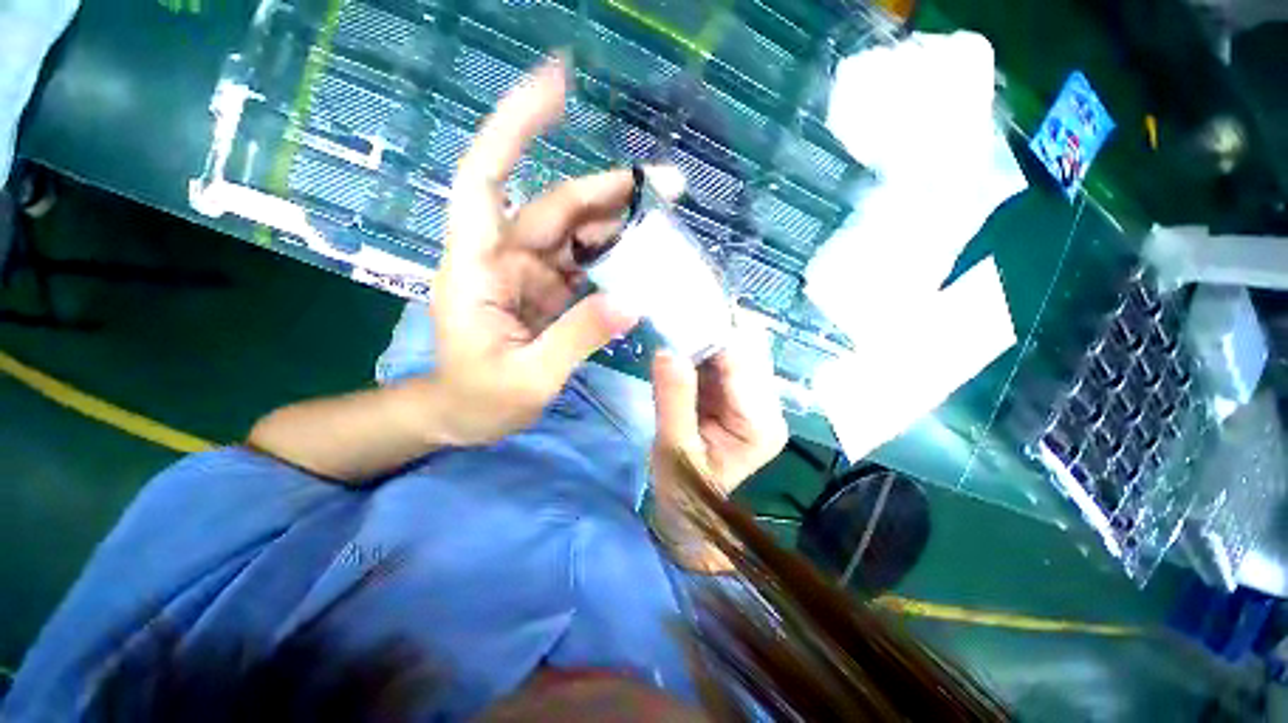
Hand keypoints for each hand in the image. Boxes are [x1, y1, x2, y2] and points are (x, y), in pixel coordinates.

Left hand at [429, 56, 681, 444]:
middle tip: (665, 186)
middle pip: (555, 207)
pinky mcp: (548, 291)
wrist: (464, 414)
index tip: (558, 85)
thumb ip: (577, 338)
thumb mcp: (528, 378)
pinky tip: (643, 257)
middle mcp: (504, 258)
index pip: (487, 177)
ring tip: (664, 219)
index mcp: (479, 268)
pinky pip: (585, 263)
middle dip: (607, 191)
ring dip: (617, 222)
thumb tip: (632, 302)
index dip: (516, 126)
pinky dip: (614, 256)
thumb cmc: (479, 400)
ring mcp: (530, 274)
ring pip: (576, 232)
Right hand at [650, 313, 788, 497]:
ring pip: (737, 347)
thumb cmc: (683, 492)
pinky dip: (703, 347)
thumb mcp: (673, 449)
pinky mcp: (739, 394)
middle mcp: (769, 406)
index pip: (742, 363)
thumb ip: (674, 399)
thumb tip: (668, 349)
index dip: (711, 335)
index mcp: (761, 424)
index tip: (679, 314)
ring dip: (706, 335)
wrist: (689, 511)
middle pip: (748, 348)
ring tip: (675, 325)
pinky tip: (682, 342)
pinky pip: (723, 358)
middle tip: (674, 316)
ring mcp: (756, 399)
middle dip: (711, 330)